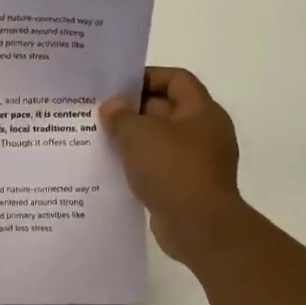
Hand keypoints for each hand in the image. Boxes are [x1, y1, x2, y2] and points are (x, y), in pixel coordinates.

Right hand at [99, 67, 246, 264]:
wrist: (199, 227)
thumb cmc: (172, 169)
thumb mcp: (138, 134)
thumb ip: (121, 115)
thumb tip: (112, 106)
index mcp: (202, 111)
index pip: (176, 79)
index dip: (147, 77)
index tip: (116, 87)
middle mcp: (205, 132)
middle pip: (167, 108)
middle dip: (134, 109)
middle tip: (100, 113)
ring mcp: (198, 161)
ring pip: (160, 140)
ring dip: (134, 139)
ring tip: (101, 139)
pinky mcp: (187, 186)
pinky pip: (159, 166)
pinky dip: (139, 164)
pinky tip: (114, 168)